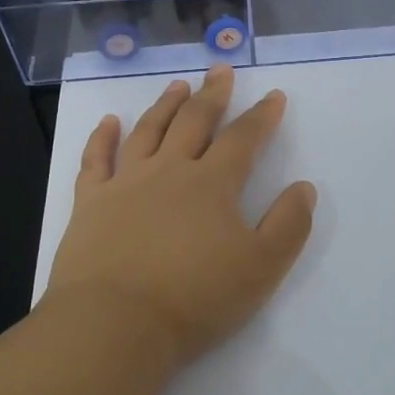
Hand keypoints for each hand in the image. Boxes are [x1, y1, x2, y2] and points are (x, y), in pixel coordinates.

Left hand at [43, 64, 317, 368]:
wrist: (114, 325)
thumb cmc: (194, 298)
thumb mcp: (261, 267)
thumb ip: (288, 225)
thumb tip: (304, 187)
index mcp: (212, 184)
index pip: (243, 139)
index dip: (262, 116)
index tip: (273, 96)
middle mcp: (169, 171)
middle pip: (194, 121)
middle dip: (213, 94)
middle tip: (221, 70)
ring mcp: (125, 183)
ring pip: (148, 131)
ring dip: (165, 105)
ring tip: (178, 85)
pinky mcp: (90, 203)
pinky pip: (96, 160)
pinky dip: (102, 138)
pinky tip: (108, 122)